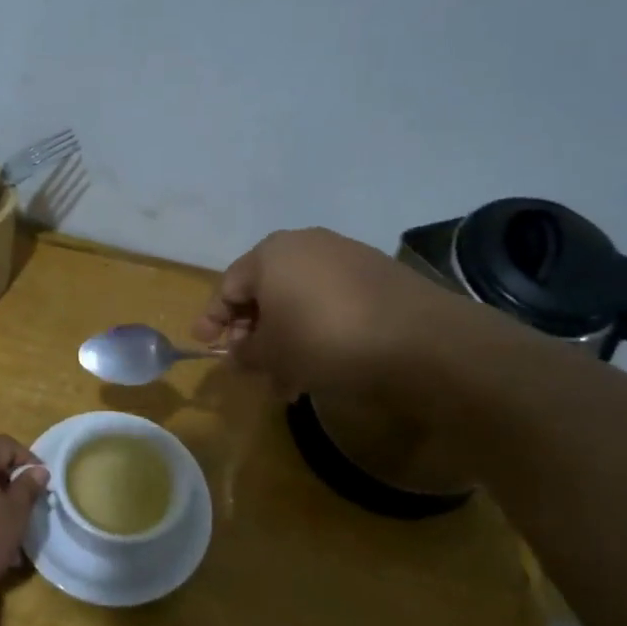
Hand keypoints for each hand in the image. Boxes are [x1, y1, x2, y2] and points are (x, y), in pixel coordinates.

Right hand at [193, 227, 499, 401]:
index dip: (213, 319)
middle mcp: (305, 244)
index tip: (206, 345)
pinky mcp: (377, 275)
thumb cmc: (325, 340)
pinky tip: (321, 364)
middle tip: (250, 367)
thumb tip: (238, 352)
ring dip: (286, 338)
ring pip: (299, 299)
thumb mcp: (273, 354)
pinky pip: (330, 302)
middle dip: (254, 333)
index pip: (227, 286)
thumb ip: (246, 352)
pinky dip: (317, 329)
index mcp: (270, 254)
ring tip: (287, 380)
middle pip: (265, 290)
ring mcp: (345, 256)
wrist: (420, 340)